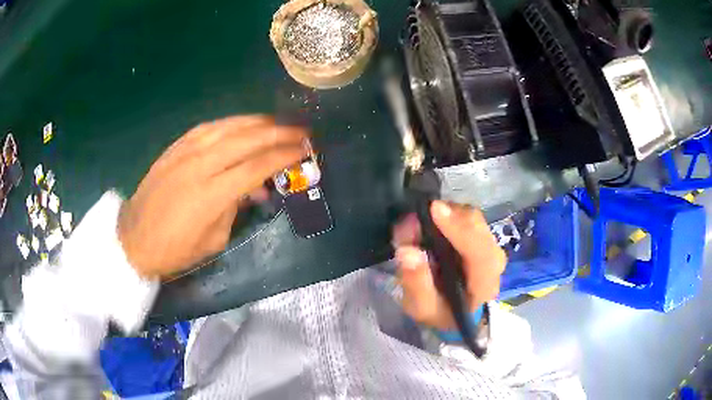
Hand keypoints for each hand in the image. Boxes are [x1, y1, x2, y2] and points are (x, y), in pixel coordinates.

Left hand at [118, 116, 308, 278]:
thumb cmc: (176, 250)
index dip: (284, 156)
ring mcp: (186, 151)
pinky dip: (231, 123)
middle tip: (301, 131)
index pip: (257, 166)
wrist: (134, 239)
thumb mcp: (214, 240)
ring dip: (258, 122)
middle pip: (247, 139)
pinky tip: (243, 123)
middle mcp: (201, 164)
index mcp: (212, 194)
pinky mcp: (175, 147)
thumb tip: (255, 188)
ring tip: (278, 122)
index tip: (304, 150)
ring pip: (229, 126)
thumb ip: (237, 208)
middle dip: (279, 133)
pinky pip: (209, 127)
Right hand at [392, 201, 505, 330]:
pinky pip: (464, 215)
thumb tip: (407, 251)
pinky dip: (445, 215)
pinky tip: (428, 226)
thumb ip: (416, 283)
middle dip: (445, 217)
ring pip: (470, 216)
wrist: (456, 312)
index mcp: (484, 283)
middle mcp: (493, 258)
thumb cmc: (441, 312)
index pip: (480, 251)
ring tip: (416, 228)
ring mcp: (489, 243)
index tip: (434, 210)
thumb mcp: (422, 308)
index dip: (459, 228)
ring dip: (443, 215)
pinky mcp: (481, 234)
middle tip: (412, 223)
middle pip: (476, 225)